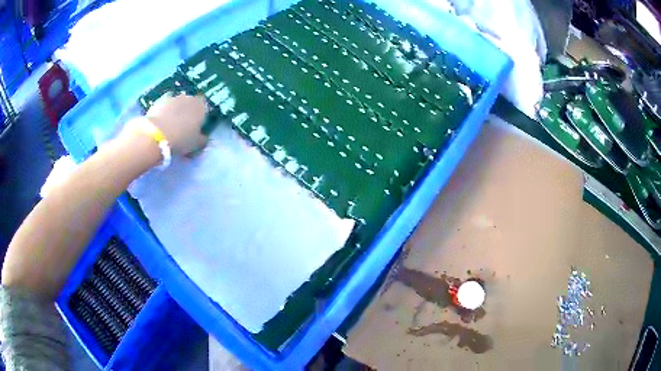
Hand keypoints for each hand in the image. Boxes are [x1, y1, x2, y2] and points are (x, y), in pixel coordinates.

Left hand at [145, 93, 208, 154]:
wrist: (156, 135)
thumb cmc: (181, 140)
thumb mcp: (196, 145)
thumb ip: (203, 140)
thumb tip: (204, 138)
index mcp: (202, 106)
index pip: (205, 108)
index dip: (201, 117)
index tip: (197, 127)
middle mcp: (189, 97)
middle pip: (191, 103)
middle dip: (188, 112)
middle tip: (183, 127)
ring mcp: (174, 97)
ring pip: (177, 103)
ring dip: (176, 111)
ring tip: (170, 125)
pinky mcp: (160, 100)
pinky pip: (165, 105)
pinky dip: (164, 111)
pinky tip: (161, 121)